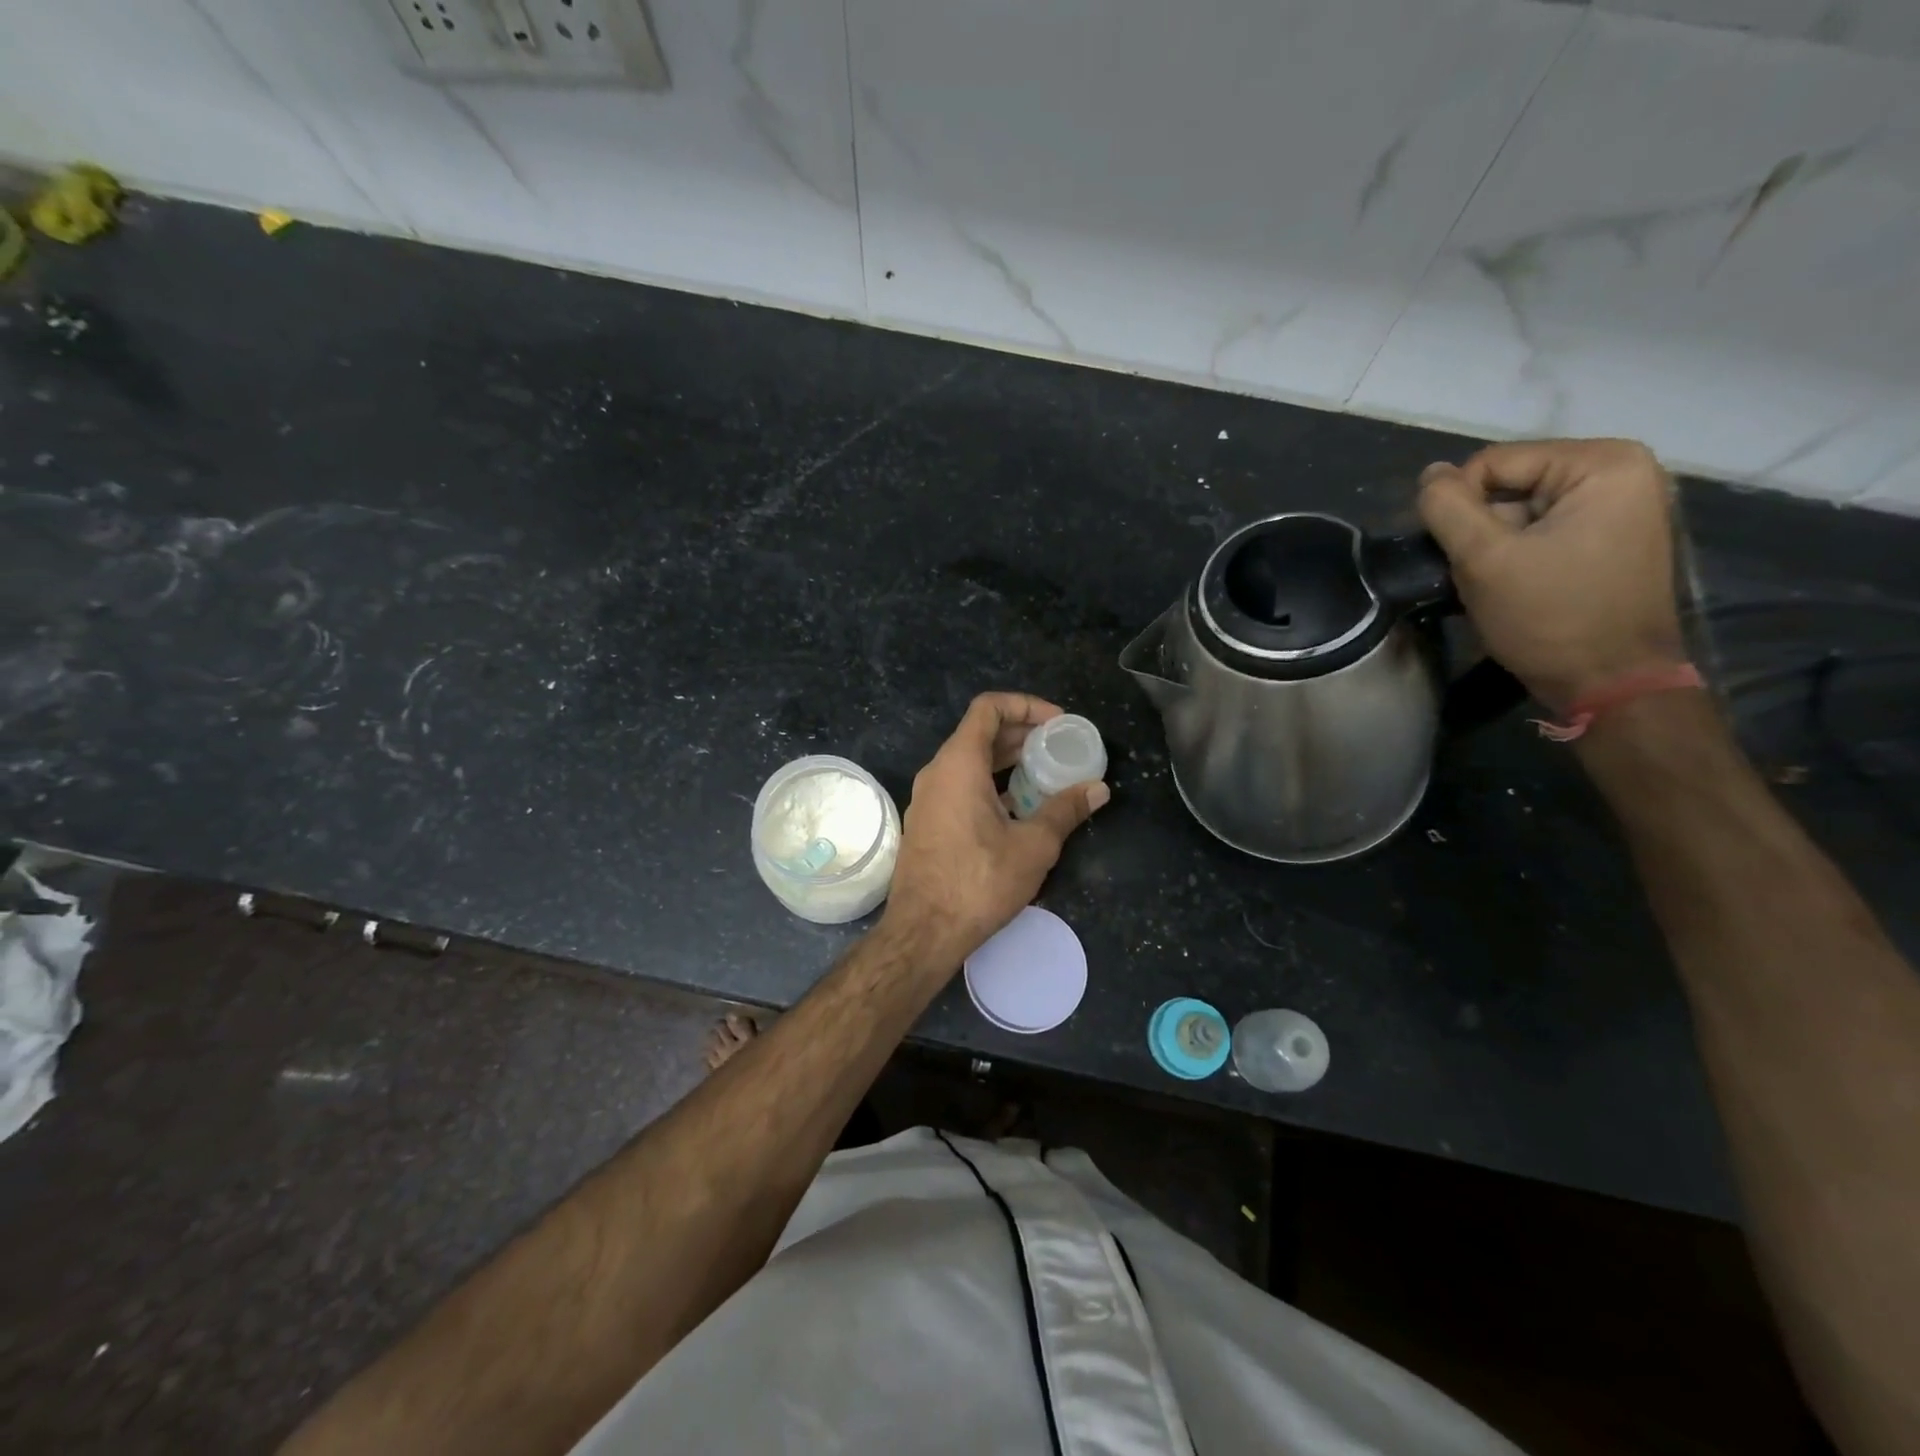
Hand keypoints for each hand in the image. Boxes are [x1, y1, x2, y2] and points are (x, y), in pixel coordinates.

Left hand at [882, 692, 1108, 968]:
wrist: (923, 931)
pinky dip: (990, 785)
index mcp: (959, 764)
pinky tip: (1019, 809)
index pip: (989, 707)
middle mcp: (937, 772)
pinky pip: (960, 786)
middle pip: (980, 734)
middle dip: (1023, 734)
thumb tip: (1099, 789)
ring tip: (1046, 775)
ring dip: (1007, 762)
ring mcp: (928, 798)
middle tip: (1060, 748)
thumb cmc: (979, 882)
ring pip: (970, 762)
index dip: (1026, 705)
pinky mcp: (928, 822)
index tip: (1058, 724)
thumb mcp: (1033, 845)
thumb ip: (1066, 810)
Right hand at [1418, 438, 1685, 711]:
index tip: (1452, 552)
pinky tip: (1510, 585)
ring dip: (1492, 544)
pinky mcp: (1611, 538)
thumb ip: (1448, 508)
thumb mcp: (1484, 559)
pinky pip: (1543, 528)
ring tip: (1489, 583)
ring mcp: (1621, 506)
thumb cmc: (1550, 617)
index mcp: (1603, 464)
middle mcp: (1622, 473)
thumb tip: (1429, 474)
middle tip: (1472, 570)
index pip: (1494, 462)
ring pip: (1521, 509)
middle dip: (1479, 526)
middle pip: (1511, 483)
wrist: (1609, 682)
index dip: (1458, 504)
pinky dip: (1515, 553)